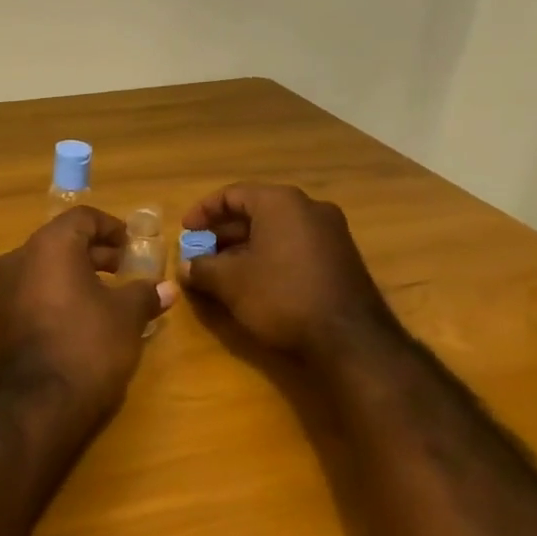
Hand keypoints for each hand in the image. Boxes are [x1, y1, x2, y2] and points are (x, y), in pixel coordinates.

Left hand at [0, 207, 176, 421]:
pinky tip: (85, 316)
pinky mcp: (2, 317)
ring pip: (47, 266)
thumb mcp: (126, 317)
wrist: (36, 404)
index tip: (134, 247)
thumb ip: (144, 294)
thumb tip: (167, 288)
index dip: (112, 228)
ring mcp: (5, 288)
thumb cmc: (87, 345)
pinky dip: (60, 292)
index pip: (82, 218)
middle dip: (97, 252)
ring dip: (79, 273)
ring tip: (111, 295)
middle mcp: (20, 257)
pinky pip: (35, 290)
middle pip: (63, 240)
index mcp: (49, 245)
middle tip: (127, 270)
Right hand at [180, 183, 398, 364]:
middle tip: (201, 253)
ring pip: (275, 231)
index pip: (232, 194)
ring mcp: (331, 233)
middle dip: (223, 233)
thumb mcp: (229, 282)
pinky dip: (269, 256)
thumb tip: (185, 266)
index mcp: (281, 203)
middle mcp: (309, 209)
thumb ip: (201, 268)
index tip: (186, 232)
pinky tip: (254, 282)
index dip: (203, 211)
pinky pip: (294, 246)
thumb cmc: (281, 296)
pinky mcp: (341, 259)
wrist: (351, 340)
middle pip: (255, 211)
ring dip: (245, 247)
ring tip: (221, 272)